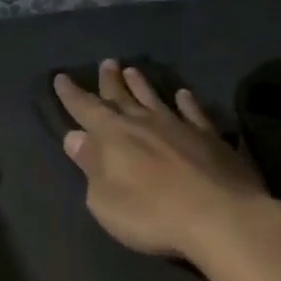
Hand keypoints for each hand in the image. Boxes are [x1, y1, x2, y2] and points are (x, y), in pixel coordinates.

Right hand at [55, 59, 272, 261]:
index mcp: (113, 137)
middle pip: (121, 97)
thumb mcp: (104, 200)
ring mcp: (179, 127)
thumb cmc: (151, 215)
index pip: (86, 109)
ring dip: (141, 85)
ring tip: (132, 69)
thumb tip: (75, 137)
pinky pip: (194, 112)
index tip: (61, 78)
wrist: (219, 216)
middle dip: (110, 81)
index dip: (71, 94)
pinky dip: (187, 102)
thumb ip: (90, 165)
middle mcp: (144, 123)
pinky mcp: (210, 137)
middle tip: (106, 63)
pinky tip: (183, 94)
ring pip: (154, 98)